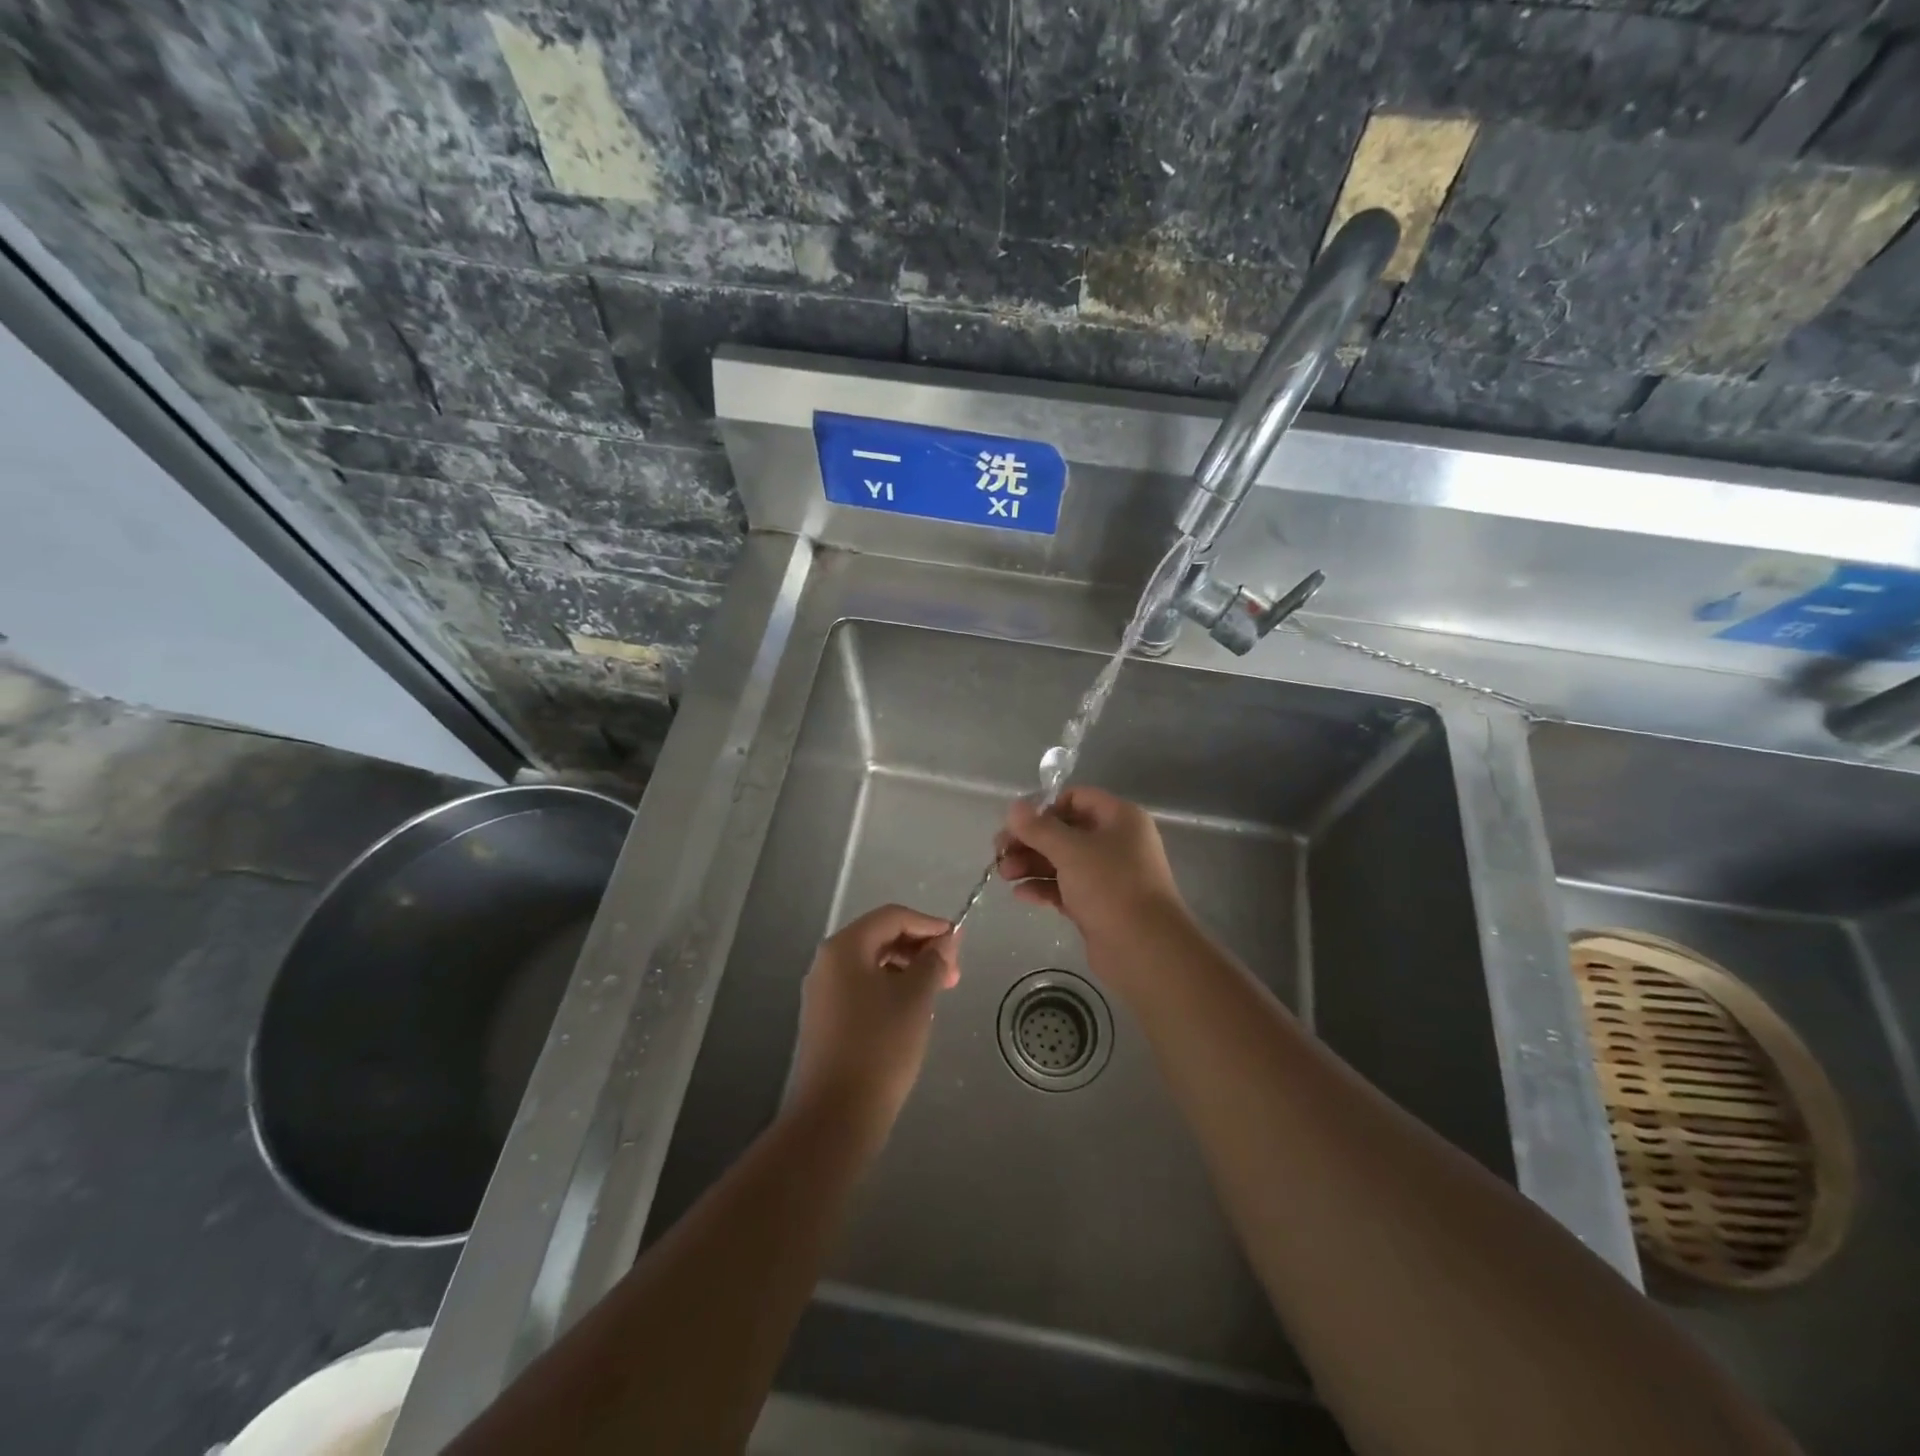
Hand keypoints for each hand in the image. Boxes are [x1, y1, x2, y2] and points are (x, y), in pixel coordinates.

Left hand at [789, 904, 959, 1140]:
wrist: (836, 1116)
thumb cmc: (880, 1047)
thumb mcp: (916, 998)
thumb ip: (933, 961)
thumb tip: (945, 940)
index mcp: (844, 948)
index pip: (892, 917)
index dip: (928, 924)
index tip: (957, 943)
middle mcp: (827, 962)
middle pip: (879, 938)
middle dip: (919, 949)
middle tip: (952, 973)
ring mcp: (822, 993)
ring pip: (871, 965)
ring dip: (907, 970)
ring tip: (936, 994)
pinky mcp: (824, 1020)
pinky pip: (861, 989)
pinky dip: (889, 990)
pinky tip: (911, 1013)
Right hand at [994, 787, 1188, 944]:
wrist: (1145, 949)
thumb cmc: (1110, 886)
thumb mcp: (1070, 851)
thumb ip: (1039, 828)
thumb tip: (1014, 808)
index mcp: (1120, 818)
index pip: (1077, 799)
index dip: (1045, 808)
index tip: (1017, 824)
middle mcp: (1116, 842)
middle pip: (1065, 831)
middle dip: (1031, 840)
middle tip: (999, 852)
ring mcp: (1108, 876)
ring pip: (1063, 861)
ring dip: (1032, 864)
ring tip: (1003, 874)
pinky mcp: (1099, 905)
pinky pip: (1066, 888)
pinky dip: (1043, 888)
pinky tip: (1020, 894)